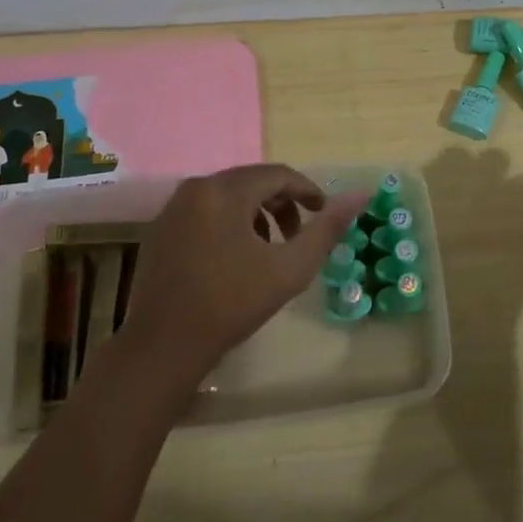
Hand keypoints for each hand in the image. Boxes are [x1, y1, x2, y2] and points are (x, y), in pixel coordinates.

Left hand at [115, 164, 367, 395]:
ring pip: (228, 196)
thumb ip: (327, 229)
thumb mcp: (290, 268)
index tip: (325, 214)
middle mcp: (195, 188)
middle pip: (251, 181)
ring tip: (272, 248)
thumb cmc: (232, 304)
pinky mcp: (160, 230)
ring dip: (257, 214)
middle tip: (300, 234)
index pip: (278, 175)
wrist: (163, 347)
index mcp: (224, 191)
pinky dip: (230, 223)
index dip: (308, 191)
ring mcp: (173, 209)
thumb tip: (362, 194)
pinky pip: (206, 211)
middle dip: (282, 203)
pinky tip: (237, 257)